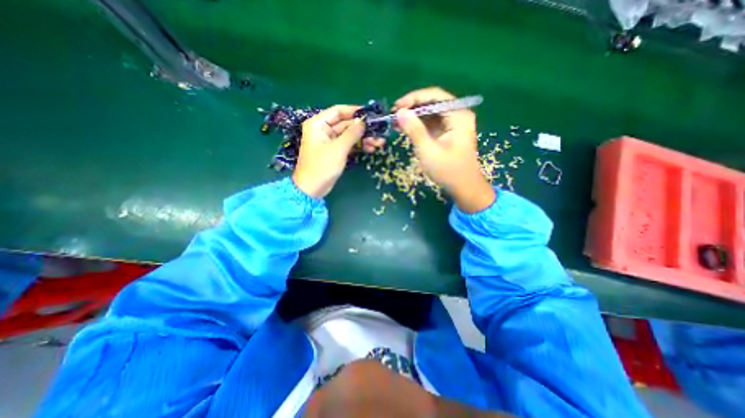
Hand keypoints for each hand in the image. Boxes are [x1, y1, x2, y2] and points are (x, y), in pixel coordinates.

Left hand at [294, 104, 379, 196]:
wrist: (312, 189)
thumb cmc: (322, 166)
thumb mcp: (338, 148)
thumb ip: (352, 133)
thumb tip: (363, 121)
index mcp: (318, 124)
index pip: (338, 111)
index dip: (354, 111)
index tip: (370, 114)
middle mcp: (324, 130)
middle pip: (346, 124)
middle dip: (362, 129)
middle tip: (379, 132)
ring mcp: (330, 141)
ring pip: (349, 135)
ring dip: (363, 138)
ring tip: (378, 143)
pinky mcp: (335, 152)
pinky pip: (349, 145)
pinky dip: (359, 146)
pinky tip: (371, 148)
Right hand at [395, 87, 493, 210]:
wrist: (463, 187)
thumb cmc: (448, 171)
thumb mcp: (428, 151)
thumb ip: (414, 130)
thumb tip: (400, 112)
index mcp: (458, 115)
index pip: (435, 96)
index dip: (413, 99)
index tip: (396, 107)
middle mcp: (457, 114)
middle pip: (432, 103)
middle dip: (412, 108)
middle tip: (393, 115)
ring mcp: (453, 123)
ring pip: (430, 112)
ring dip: (413, 116)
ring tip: (396, 122)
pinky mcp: (447, 132)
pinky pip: (431, 123)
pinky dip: (418, 125)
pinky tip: (405, 129)